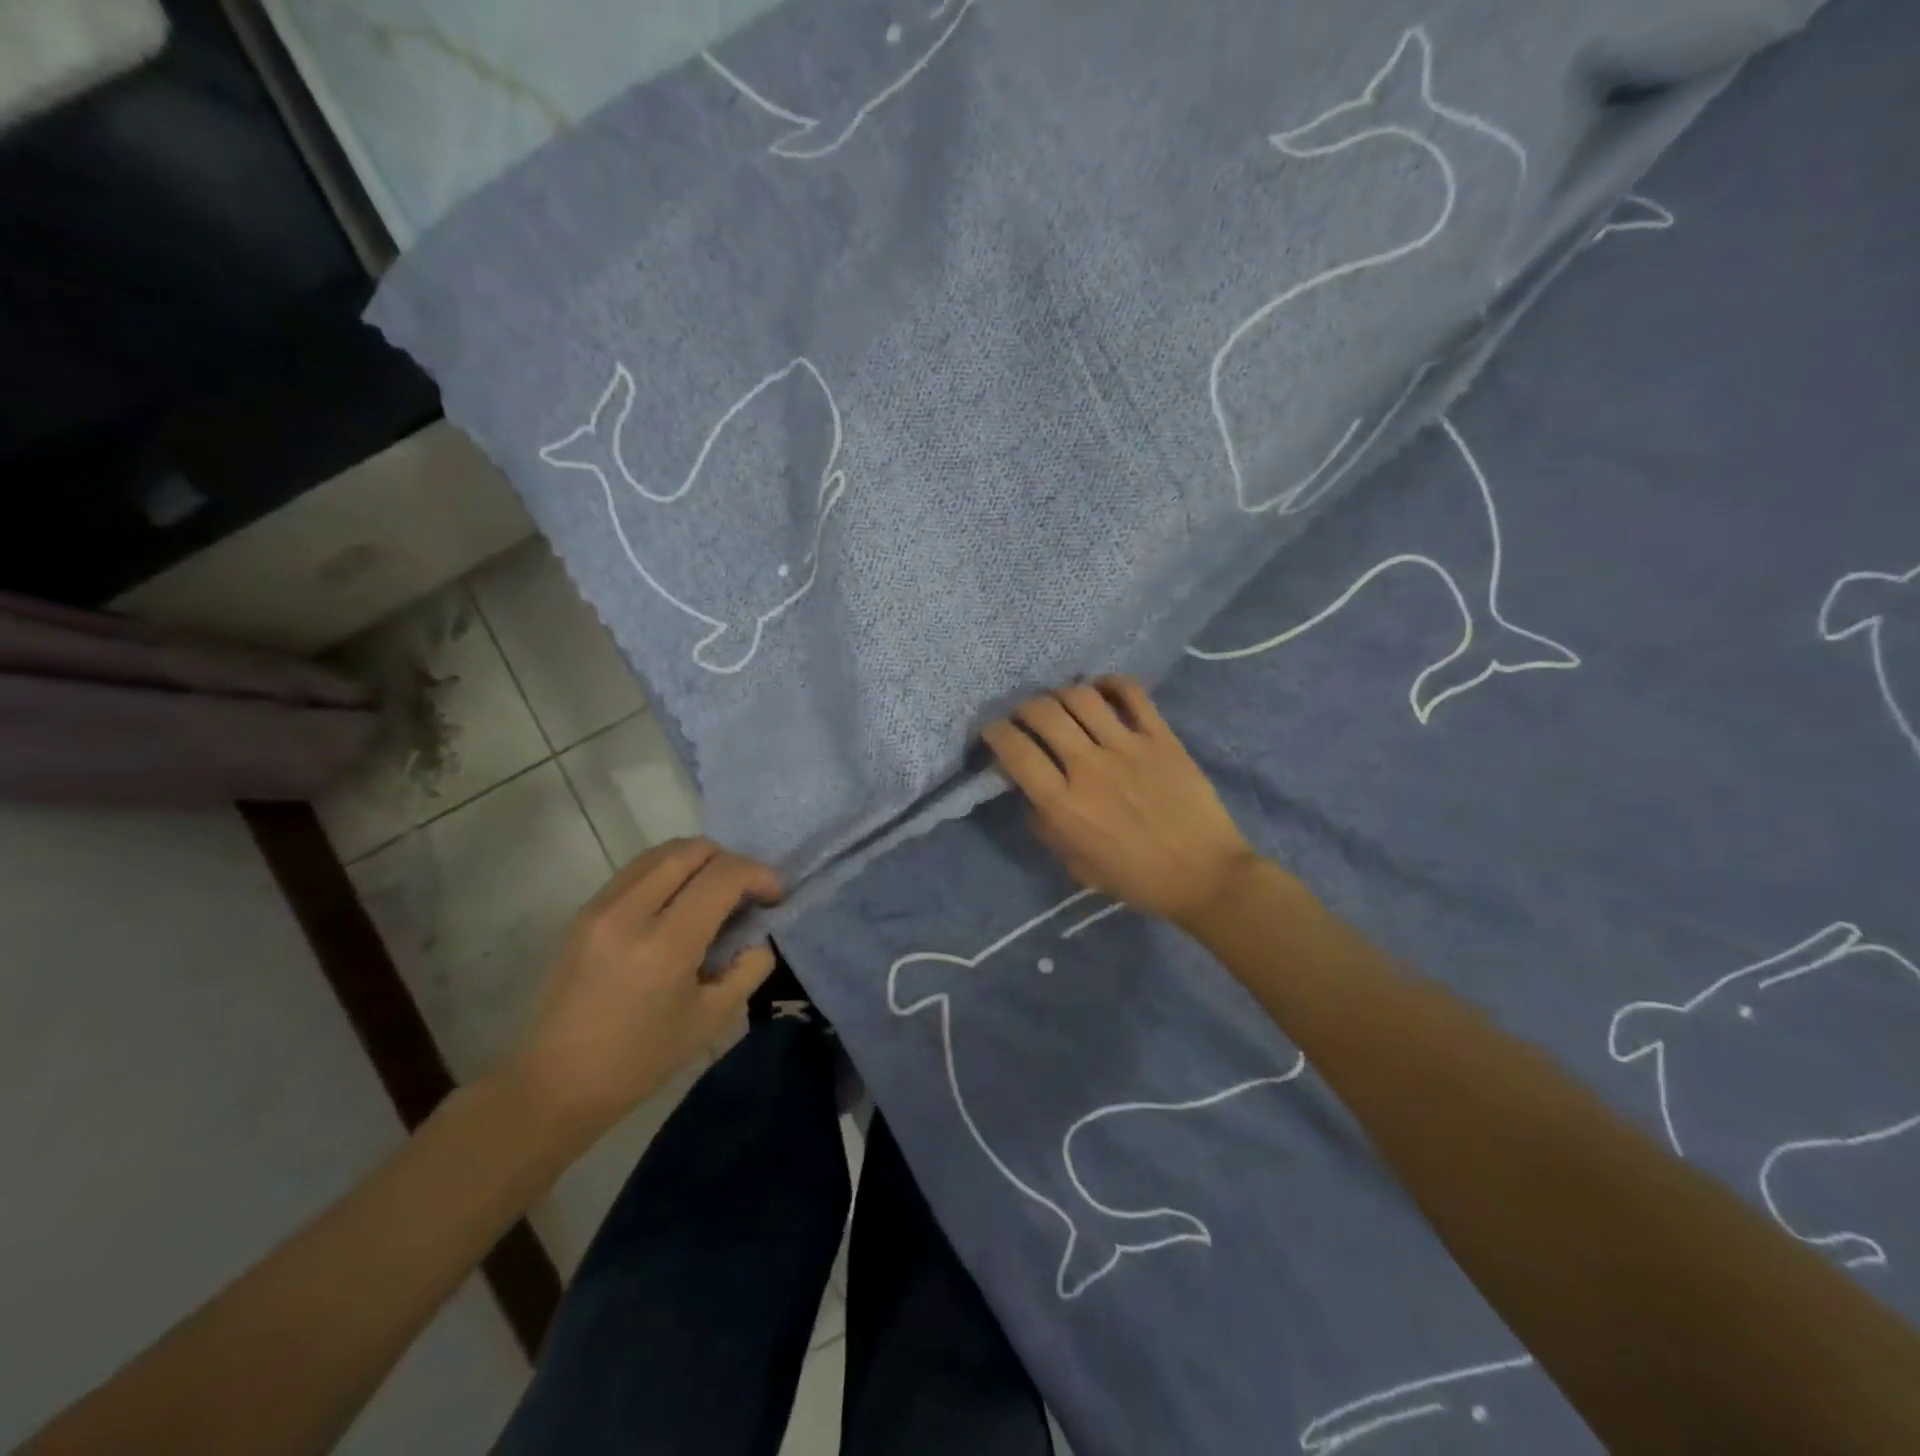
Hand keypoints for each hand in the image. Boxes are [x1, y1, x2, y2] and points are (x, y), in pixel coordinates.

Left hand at [509, 838, 779, 1130]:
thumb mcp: (711, 1020)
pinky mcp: (585, 911)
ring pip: (663, 851)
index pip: (723, 875)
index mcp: (665, 944)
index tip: (773, 896)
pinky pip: (638, 869)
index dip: (759, 875)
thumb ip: (748, 968)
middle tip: (745, 894)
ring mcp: (601, 906)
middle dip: (731, 861)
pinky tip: (678, 904)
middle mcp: (630, 912)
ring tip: (713, 895)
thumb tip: (759, 935)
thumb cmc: (639, 1060)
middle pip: (693, 849)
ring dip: (699, 862)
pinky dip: (669, 872)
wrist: (553, 1083)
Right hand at [983, 677, 1258, 923]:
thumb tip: (1031, 796)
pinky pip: (1131, 693)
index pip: (1016, 751)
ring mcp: (1127, 747)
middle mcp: (1089, 767)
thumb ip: (1046, 828)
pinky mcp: (1161, 737)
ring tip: (1062, 704)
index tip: (993, 731)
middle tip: (1026, 716)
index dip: (995, 733)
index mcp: (1064, 805)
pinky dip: (1110, 683)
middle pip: (1043, 713)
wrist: (1205, 876)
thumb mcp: (1076, 866)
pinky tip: (1102, 691)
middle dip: (1023, 708)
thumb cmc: (1136, 878)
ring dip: (1061, 694)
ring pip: (1081, 696)